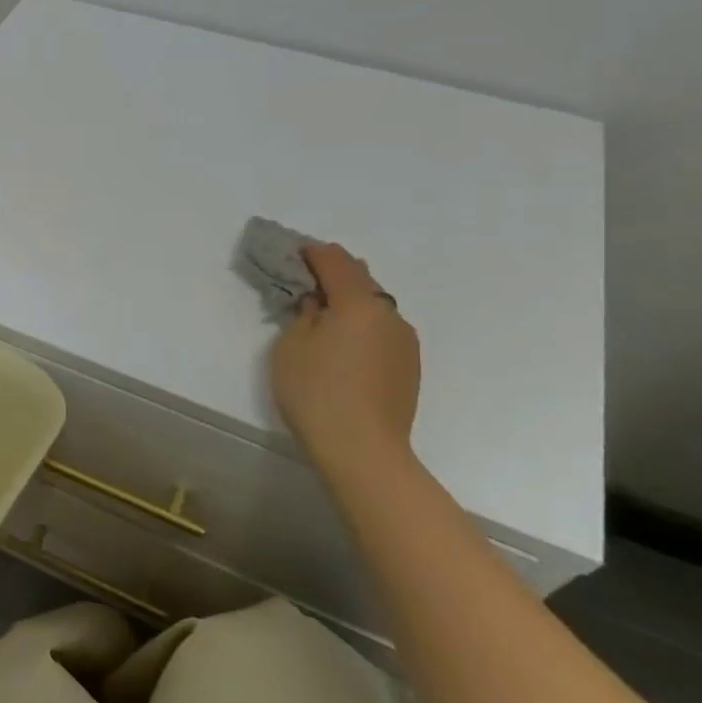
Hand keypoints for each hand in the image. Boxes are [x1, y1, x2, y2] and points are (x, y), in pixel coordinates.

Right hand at [270, 242, 420, 478]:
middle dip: (335, 273)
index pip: (335, 262)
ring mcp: (405, 341)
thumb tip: (318, 303)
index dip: (313, 253)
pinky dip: (362, 324)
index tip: (296, 251)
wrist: (363, 450)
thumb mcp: (291, 347)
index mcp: (359, 303)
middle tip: (307, 280)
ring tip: (325, 313)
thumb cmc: (316, 393)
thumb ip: (304, 315)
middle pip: (362, 280)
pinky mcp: (409, 366)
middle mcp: (389, 314)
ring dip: (351, 301)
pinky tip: (345, 342)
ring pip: (375, 306)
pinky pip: (382, 330)